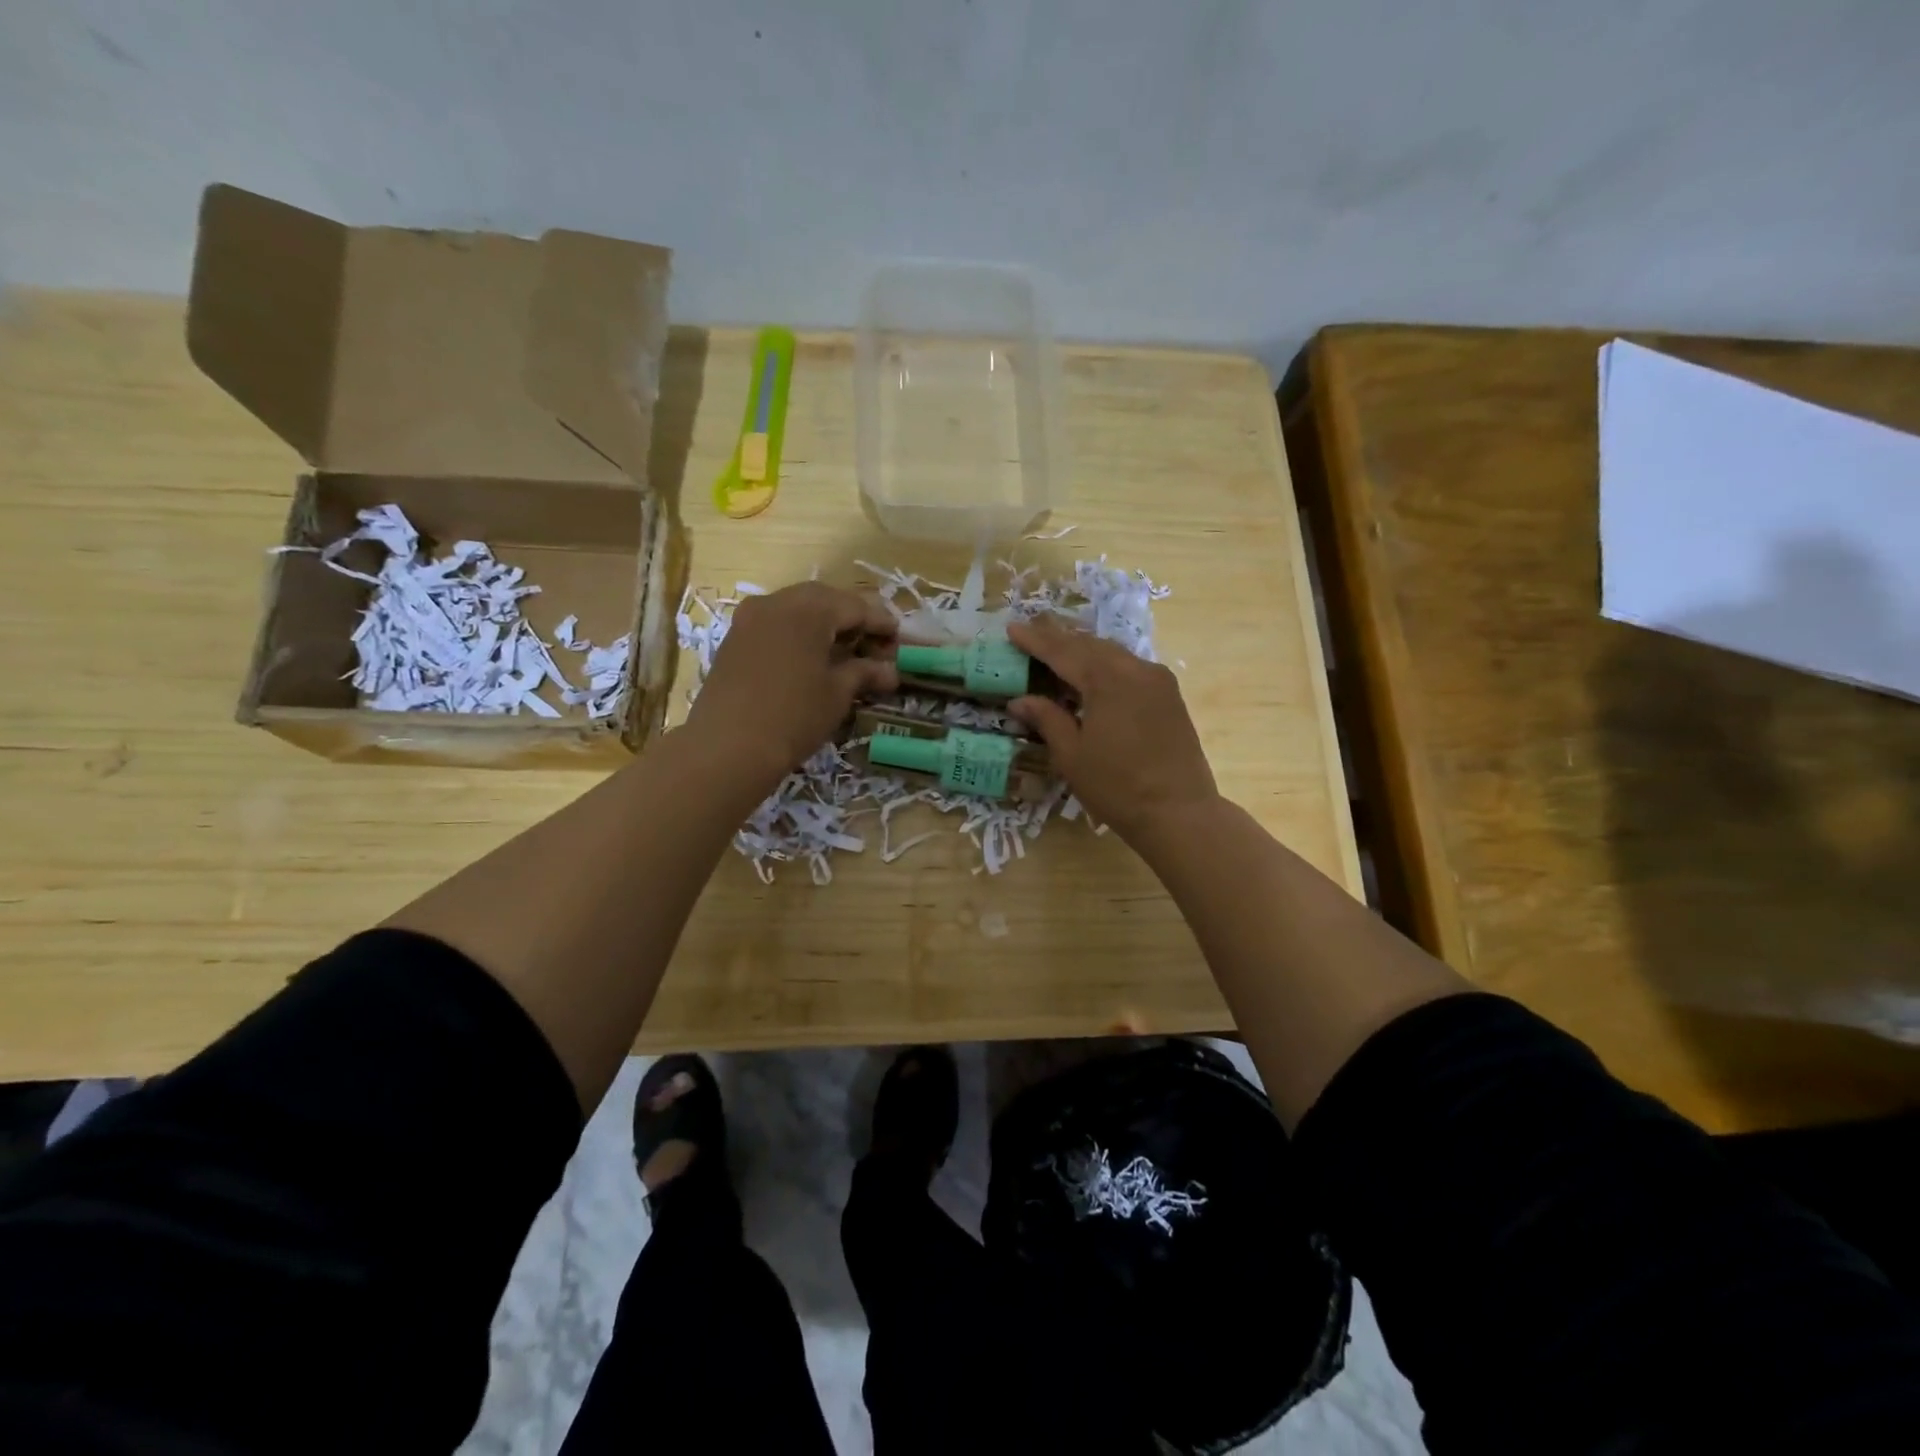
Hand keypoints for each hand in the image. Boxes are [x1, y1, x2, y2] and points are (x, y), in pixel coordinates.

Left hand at [687, 583, 898, 783]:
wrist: (727, 747)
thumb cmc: (794, 716)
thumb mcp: (837, 694)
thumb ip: (864, 673)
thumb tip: (890, 671)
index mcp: (809, 609)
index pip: (855, 606)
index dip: (881, 623)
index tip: (899, 641)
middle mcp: (777, 602)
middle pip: (824, 600)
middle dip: (851, 618)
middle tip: (873, 645)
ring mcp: (750, 618)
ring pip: (797, 609)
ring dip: (823, 624)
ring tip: (844, 652)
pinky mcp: (734, 638)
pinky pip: (775, 624)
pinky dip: (798, 633)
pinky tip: (810, 658)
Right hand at [1006, 615, 1218, 841]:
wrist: (1178, 812)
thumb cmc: (1117, 787)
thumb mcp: (1071, 755)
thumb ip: (1047, 719)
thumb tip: (1019, 700)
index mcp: (1107, 680)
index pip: (1063, 652)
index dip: (1035, 641)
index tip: (1012, 628)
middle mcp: (1135, 669)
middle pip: (1090, 645)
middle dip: (1060, 638)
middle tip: (1033, 631)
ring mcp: (1157, 680)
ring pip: (1113, 653)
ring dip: (1084, 649)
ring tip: (1059, 648)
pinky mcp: (1170, 696)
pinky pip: (1131, 667)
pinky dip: (1106, 664)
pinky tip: (1094, 673)